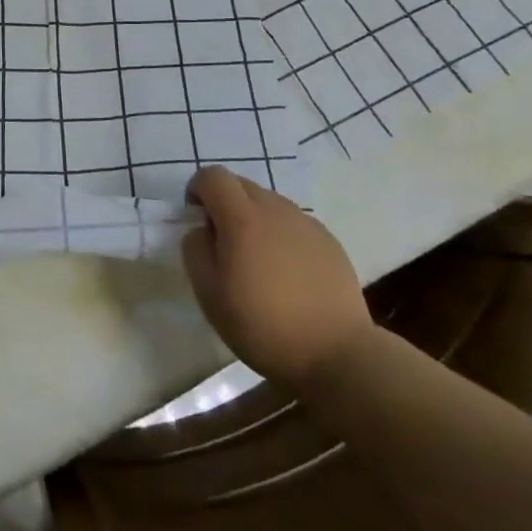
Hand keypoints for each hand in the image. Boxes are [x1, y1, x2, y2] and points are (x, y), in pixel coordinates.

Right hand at [181, 165, 372, 389]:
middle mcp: (275, 209)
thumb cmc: (263, 325)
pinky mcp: (329, 241)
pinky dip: (281, 235)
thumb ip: (195, 250)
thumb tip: (201, 230)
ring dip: (254, 219)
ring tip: (258, 261)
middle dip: (224, 203)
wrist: (336, 354)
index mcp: (242, 218)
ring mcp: (306, 223)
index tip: (197, 220)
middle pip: (241, 185)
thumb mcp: (209, 294)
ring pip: (269, 203)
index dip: (198, 190)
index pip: (213, 176)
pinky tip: (287, 273)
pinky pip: (294, 223)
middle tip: (224, 243)